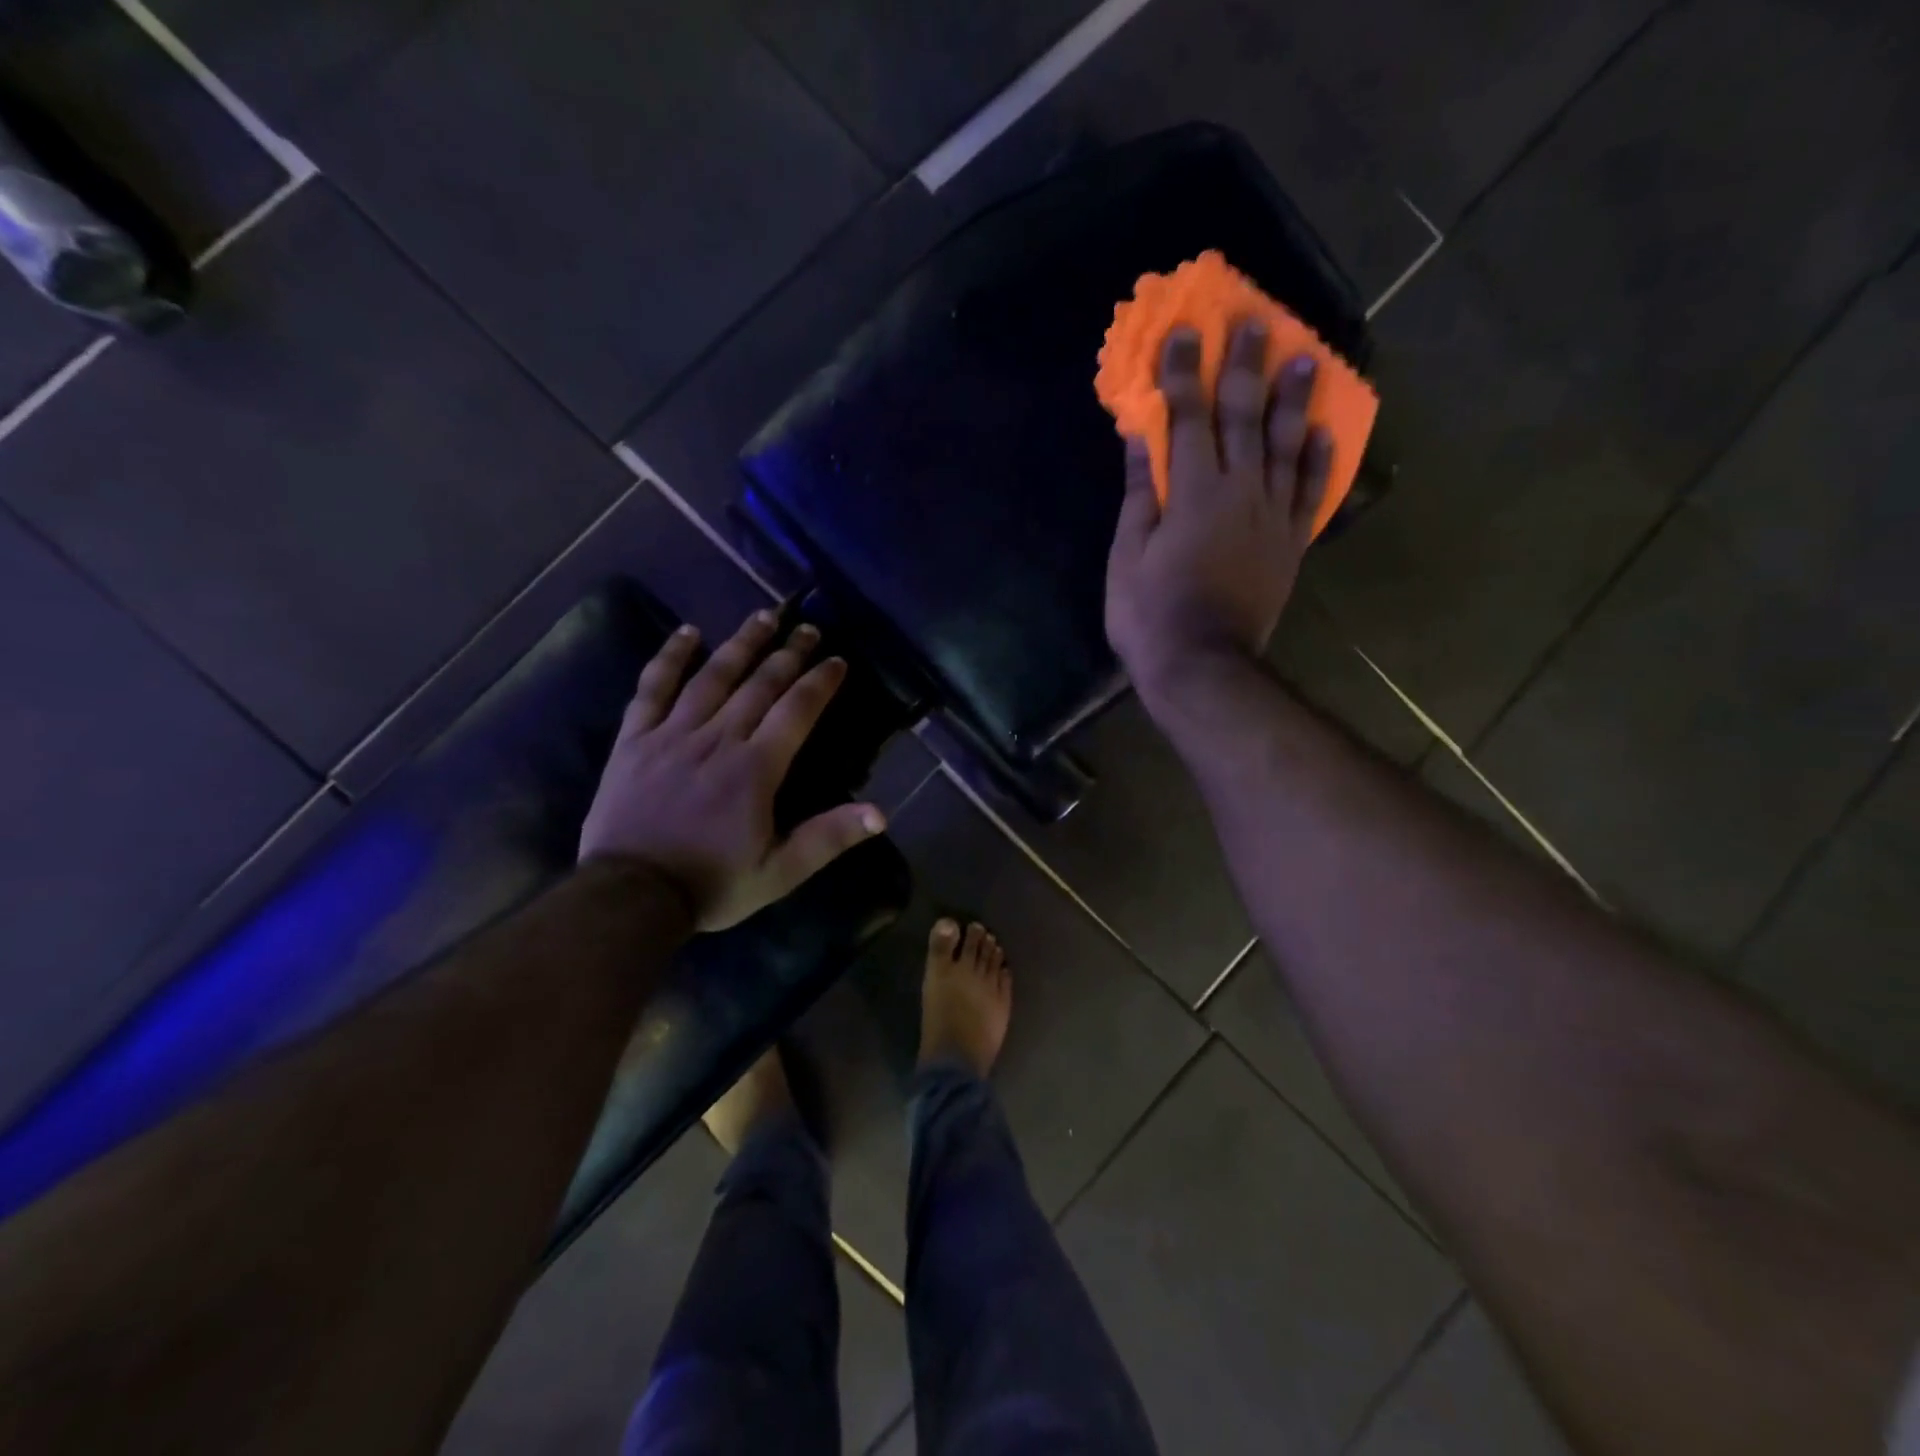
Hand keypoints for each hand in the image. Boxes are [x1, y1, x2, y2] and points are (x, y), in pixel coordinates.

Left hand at [578, 610, 885, 931]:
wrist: (630, 896)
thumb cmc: (711, 884)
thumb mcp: (780, 872)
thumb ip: (828, 838)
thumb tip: (881, 814)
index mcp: (755, 768)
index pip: (796, 710)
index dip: (819, 682)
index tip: (836, 659)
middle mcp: (718, 738)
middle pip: (759, 684)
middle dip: (788, 652)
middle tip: (808, 627)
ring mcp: (672, 734)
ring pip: (713, 676)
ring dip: (741, 643)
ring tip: (764, 615)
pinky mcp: (635, 739)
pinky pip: (652, 688)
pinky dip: (670, 658)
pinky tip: (688, 633)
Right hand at [1104, 321, 1332, 705]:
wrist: (1201, 667)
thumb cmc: (1150, 615)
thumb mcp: (1127, 556)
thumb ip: (1140, 494)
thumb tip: (1139, 438)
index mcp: (1192, 493)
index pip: (1186, 419)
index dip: (1183, 373)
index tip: (1184, 331)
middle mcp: (1240, 492)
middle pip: (1244, 418)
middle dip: (1244, 367)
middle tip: (1254, 322)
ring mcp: (1272, 518)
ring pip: (1286, 447)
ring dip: (1293, 400)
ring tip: (1305, 358)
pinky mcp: (1290, 546)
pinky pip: (1310, 495)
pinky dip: (1318, 461)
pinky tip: (1322, 432)